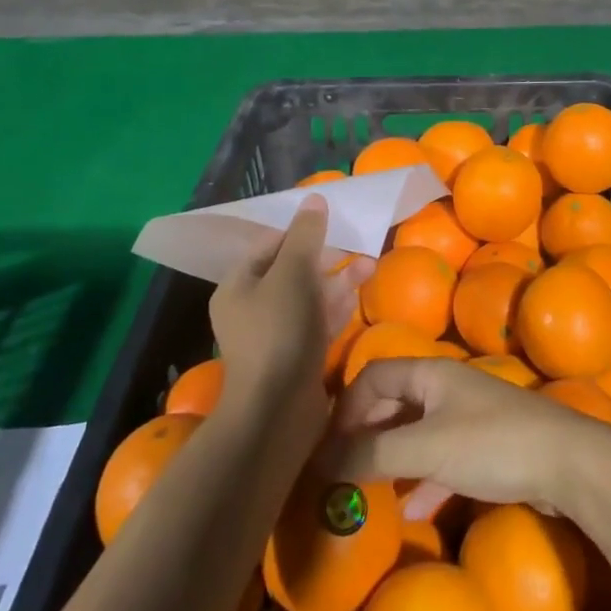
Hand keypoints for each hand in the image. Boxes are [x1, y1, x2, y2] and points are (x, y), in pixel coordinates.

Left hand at [210, 195, 368, 426]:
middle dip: (326, 256)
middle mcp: (252, 307)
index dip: (300, 231)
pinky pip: (317, 320)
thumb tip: (314, 198)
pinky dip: (336, 305)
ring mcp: (275, 334)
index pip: (269, 245)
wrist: (278, 411)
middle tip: (357, 245)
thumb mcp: (292, 274)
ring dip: (338, 279)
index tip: (332, 223)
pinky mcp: (297, 355)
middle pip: (291, 269)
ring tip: (371, 265)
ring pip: (309, 295)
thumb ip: (305, 235)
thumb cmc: (279, 332)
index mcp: (238, 285)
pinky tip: (359, 293)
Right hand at [327, 356, 610, 517]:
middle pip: (393, 403)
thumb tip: (322, 462)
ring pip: (415, 433)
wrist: (569, 463)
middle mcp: (445, 387)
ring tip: (368, 494)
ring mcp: (466, 417)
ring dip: (391, 460)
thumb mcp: (427, 448)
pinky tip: (412, 508)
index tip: (330, 449)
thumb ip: (373, 454)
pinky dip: (422, 479)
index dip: (347, 408)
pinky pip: (440, 457)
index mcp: (430, 373)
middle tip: (343, 475)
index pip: (374, 375)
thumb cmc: (493, 444)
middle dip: (366, 436)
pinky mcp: (484, 447)